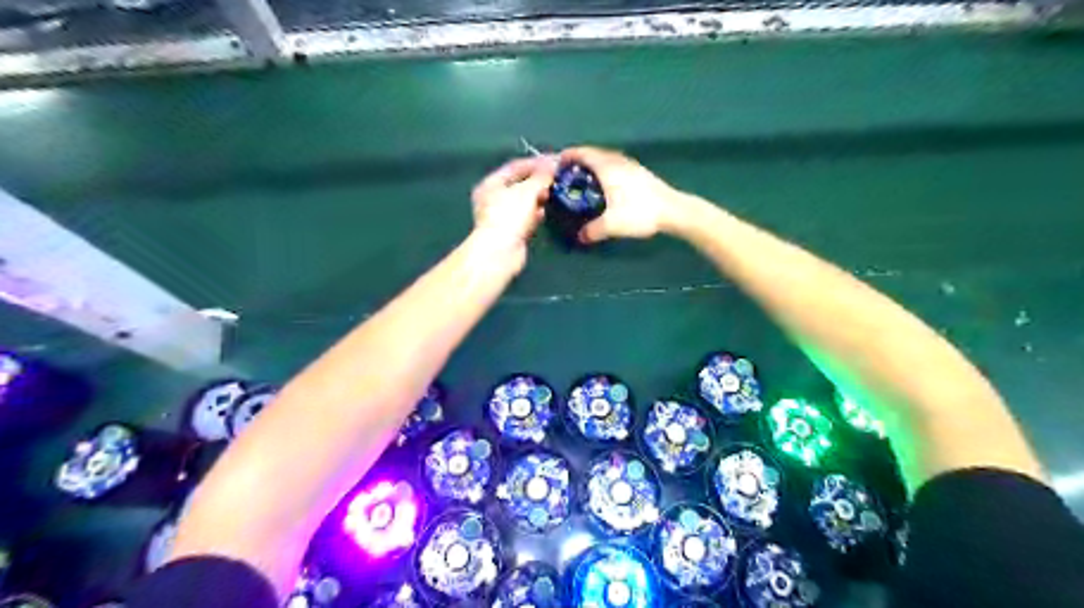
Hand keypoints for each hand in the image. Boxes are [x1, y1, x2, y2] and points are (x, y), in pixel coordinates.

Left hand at [471, 156, 559, 268]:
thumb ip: (541, 176)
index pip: (515, 166)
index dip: (536, 162)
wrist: (501, 252)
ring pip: (524, 202)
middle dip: (539, 180)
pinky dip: (537, 214)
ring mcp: (503, 217)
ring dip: (539, 197)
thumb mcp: (527, 190)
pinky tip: (548, 211)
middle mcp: (494, 198)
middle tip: (557, 178)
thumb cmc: (509, 216)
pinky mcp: (512, 232)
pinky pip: (527, 218)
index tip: (555, 161)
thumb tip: (552, 165)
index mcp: (491, 184)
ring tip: (556, 192)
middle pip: (520, 184)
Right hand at [564, 145, 679, 240]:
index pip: (584, 153)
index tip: (557, 161)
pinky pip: (615, 165)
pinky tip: (605, 184)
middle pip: (594, 154)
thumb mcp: (612, 225)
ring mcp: (631, 165)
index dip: (569, 155)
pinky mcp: (640, 173)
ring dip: (593, 164)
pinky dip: (605, 169)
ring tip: (583, 177)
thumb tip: (580, 237)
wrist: (673, 210)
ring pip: (606, 159)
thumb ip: (593, 231)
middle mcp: (618, 161)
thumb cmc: (640, 212)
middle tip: (567, 172)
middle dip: (579, 160)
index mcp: (608, 167)